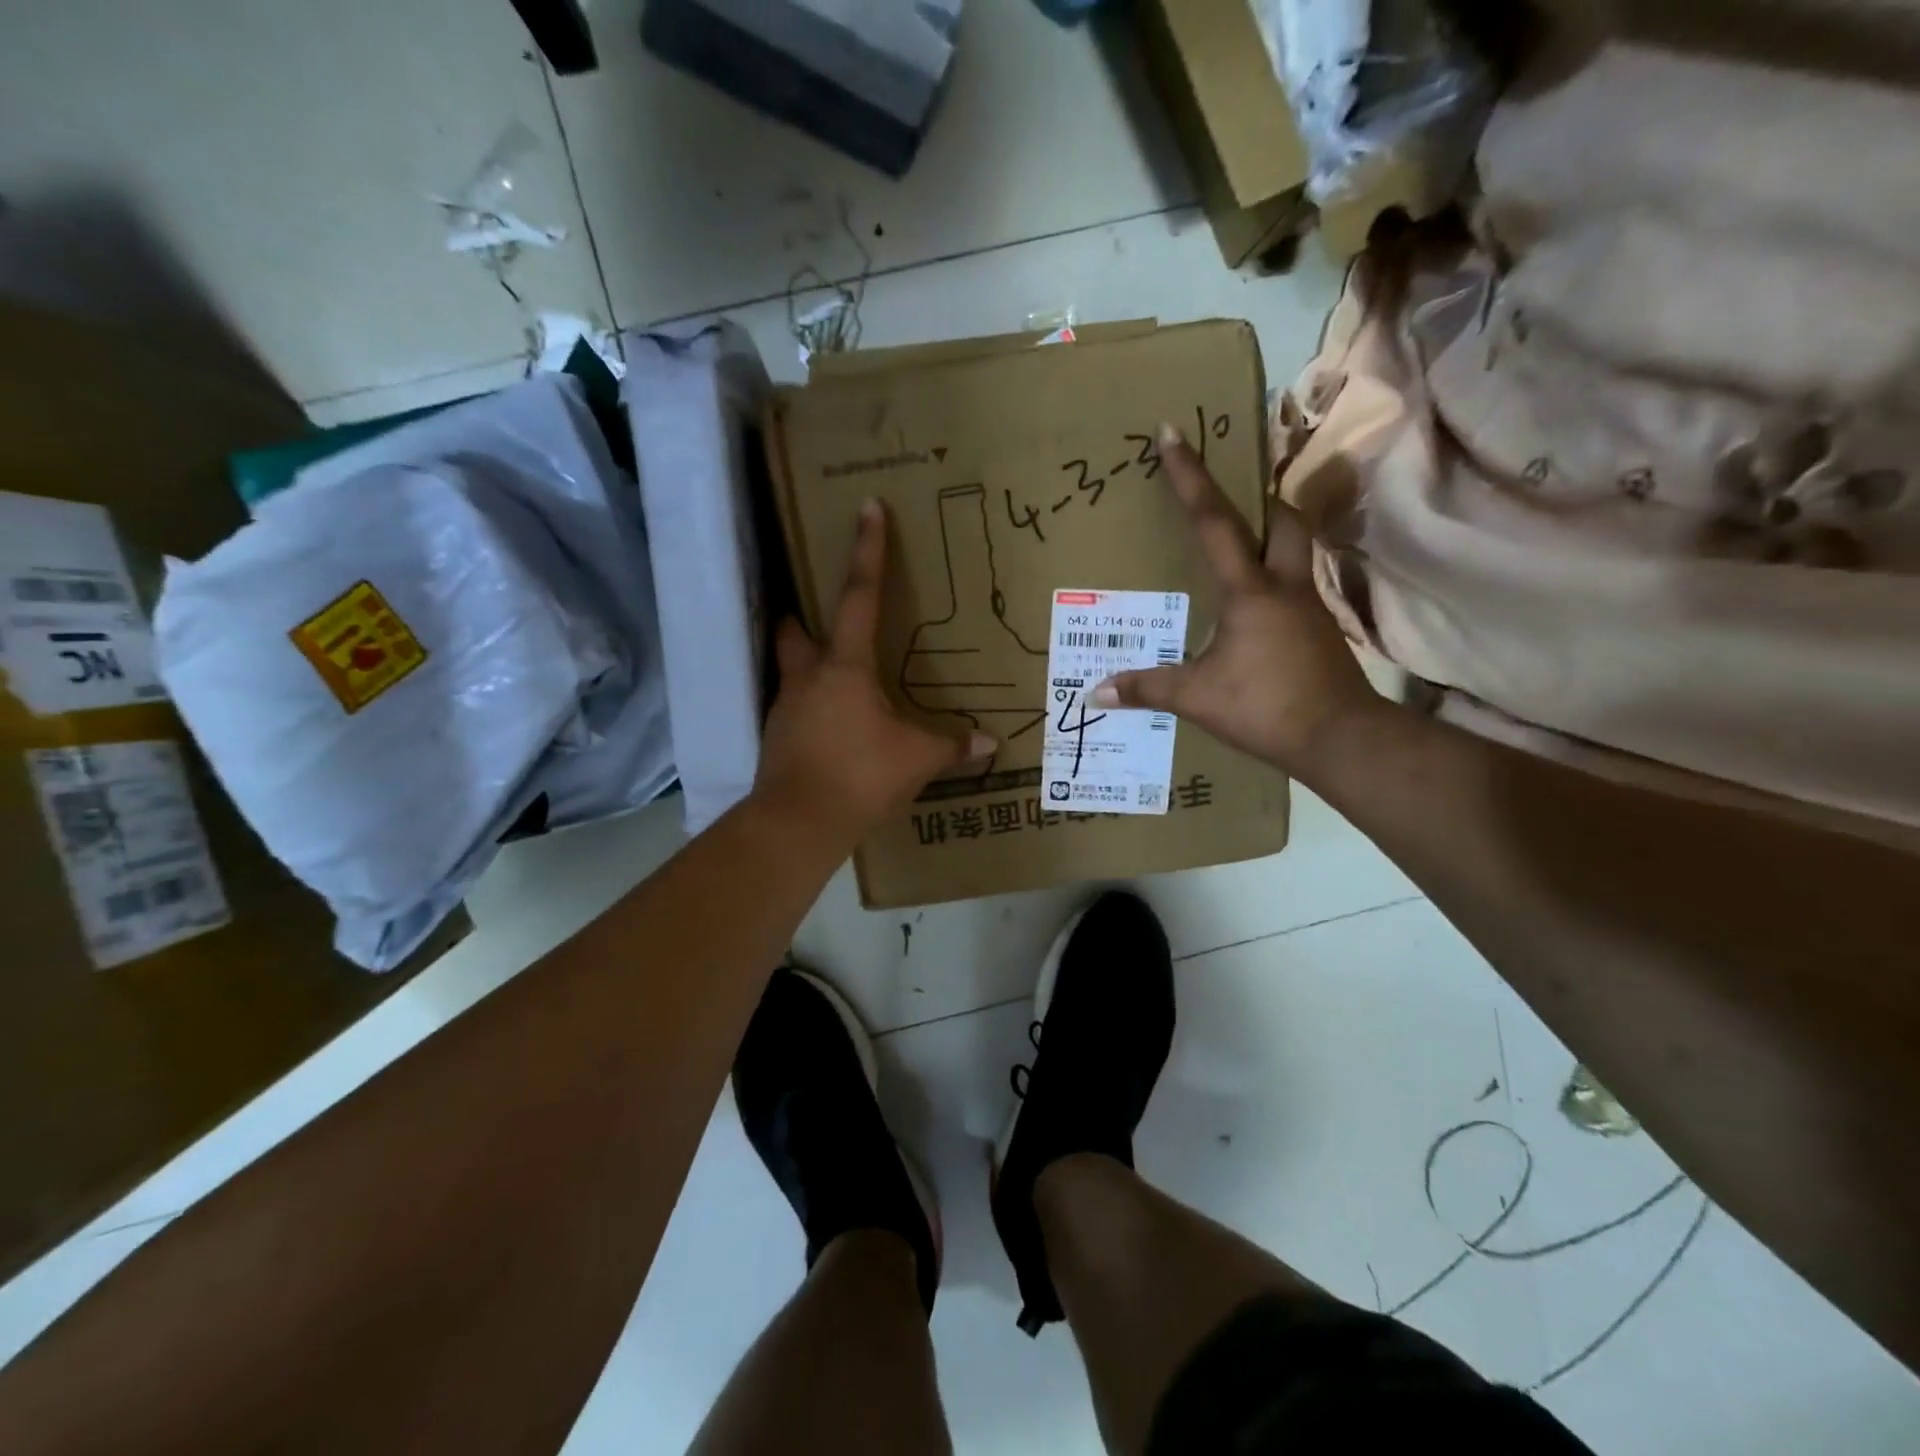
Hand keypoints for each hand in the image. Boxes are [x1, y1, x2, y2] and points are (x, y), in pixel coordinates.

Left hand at [755, 498, 993, 844]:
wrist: (797, 823)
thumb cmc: (860, 775)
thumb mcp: (916, 759)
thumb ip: (952, 746)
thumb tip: (990, 743)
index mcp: (846, 668)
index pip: (859, 597)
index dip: (867, 551)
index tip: (867, 506)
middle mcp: (808, 678)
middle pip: (794, 630)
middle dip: (803, 614)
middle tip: (819, 615)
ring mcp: (785, 709)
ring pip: (791, 671)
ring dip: (808, 667)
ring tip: (837, 683)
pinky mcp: (776, 740)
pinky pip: (793, 711)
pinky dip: (810, 710)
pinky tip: (830, 730)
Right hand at [1089, 424, 1379, 777]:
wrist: (1341, 738)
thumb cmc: (1265, 706)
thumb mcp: (1197, 698)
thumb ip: (1147, 688)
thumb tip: (1096, 691)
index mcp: (1249, 590)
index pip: (1214, 521)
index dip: (1189, 476)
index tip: (1172, 432)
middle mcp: (1284, 586)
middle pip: (1283, 520)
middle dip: (1259, 499)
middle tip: (1232, 500)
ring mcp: (1308, 607)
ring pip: (1296, 551)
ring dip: (1272, 537)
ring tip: (1239, 550)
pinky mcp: (1319, 632)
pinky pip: (1295, 588)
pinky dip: (1274, 581)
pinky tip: (1252, 609)